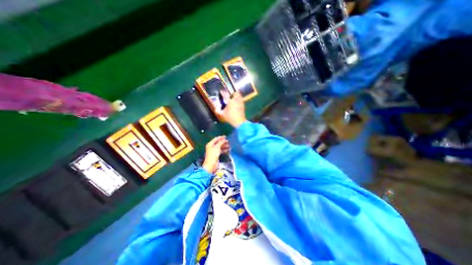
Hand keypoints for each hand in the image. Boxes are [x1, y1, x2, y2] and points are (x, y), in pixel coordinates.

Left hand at [201, 137, 229, 173]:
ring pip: (220, 147)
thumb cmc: (213, 155)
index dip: (221, 137)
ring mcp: (214, 151)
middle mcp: (212, 147)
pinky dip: (224, 150)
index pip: (216, 139)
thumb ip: (221, 142)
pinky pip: (221, 151)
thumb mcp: (217, 147)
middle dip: (223, 142)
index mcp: (210, 144)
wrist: (211, 164)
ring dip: (224, 146)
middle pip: (218, 143)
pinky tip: (228, 150)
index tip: (226, 136)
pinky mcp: (216, 155)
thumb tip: (224, 139)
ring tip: (229, 146)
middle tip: (228, 142)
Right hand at [217, 91, 246, 127]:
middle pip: (235, 93)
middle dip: (232, 93)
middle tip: (229, 95)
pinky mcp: (243, 105)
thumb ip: (218, 111)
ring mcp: (240, 102)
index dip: (223, 92)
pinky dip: (239, 100)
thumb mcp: (223, 114)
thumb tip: (216, 109)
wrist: (239, 121)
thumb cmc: (230, 117)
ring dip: (236, 95)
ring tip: (233, 98)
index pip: (225, 94)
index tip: (221, 91)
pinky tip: (237, 103)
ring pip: (239, 96)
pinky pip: (241, 100)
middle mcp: (235, 100)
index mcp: (230, 101)